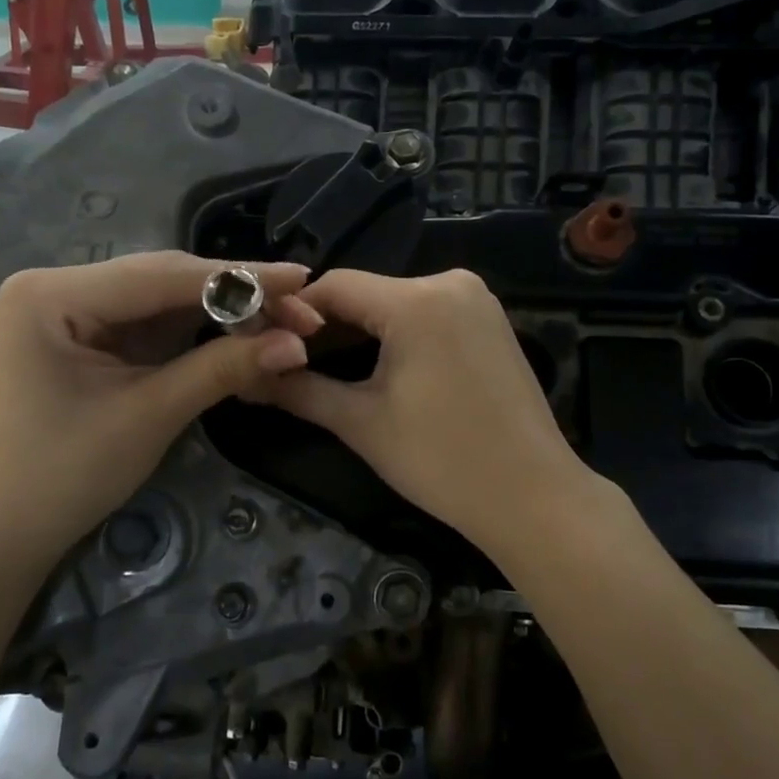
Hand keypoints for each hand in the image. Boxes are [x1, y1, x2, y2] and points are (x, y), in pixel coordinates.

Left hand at [0, 252, 321, 562]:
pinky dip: (198, 331)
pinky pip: (153, 323)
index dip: (238, 278)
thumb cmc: (65, 474)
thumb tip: (298, 345)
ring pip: (164, 299)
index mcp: (53, 294)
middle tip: (301, 309)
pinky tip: (242, 331)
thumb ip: (222, 369)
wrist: (9, 531)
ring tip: (284, 320)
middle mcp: (59, 287)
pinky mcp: (90, 335)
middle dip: (235, 296)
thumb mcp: (149, 415)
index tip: (300, 278)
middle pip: (164, 280)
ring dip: (223, 311)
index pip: (161, 276)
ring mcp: (74, 310)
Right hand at [265, 269, 601, 560]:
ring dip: (360, 331)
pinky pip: (427, 314)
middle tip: (290, 364)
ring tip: (327, 369)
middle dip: (326, 327)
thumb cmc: (441, 460)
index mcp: (416, 300)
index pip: (333, 286)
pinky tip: (379, 367)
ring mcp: (476, 300)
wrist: (531, 496)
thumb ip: (300, 390)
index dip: (293, 314)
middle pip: (366, 293)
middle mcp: (450, 282)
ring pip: (396, 303)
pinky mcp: (490, 321)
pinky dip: (397, 335)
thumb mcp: (361, 423)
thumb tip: (247, 378)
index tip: (264, 345)